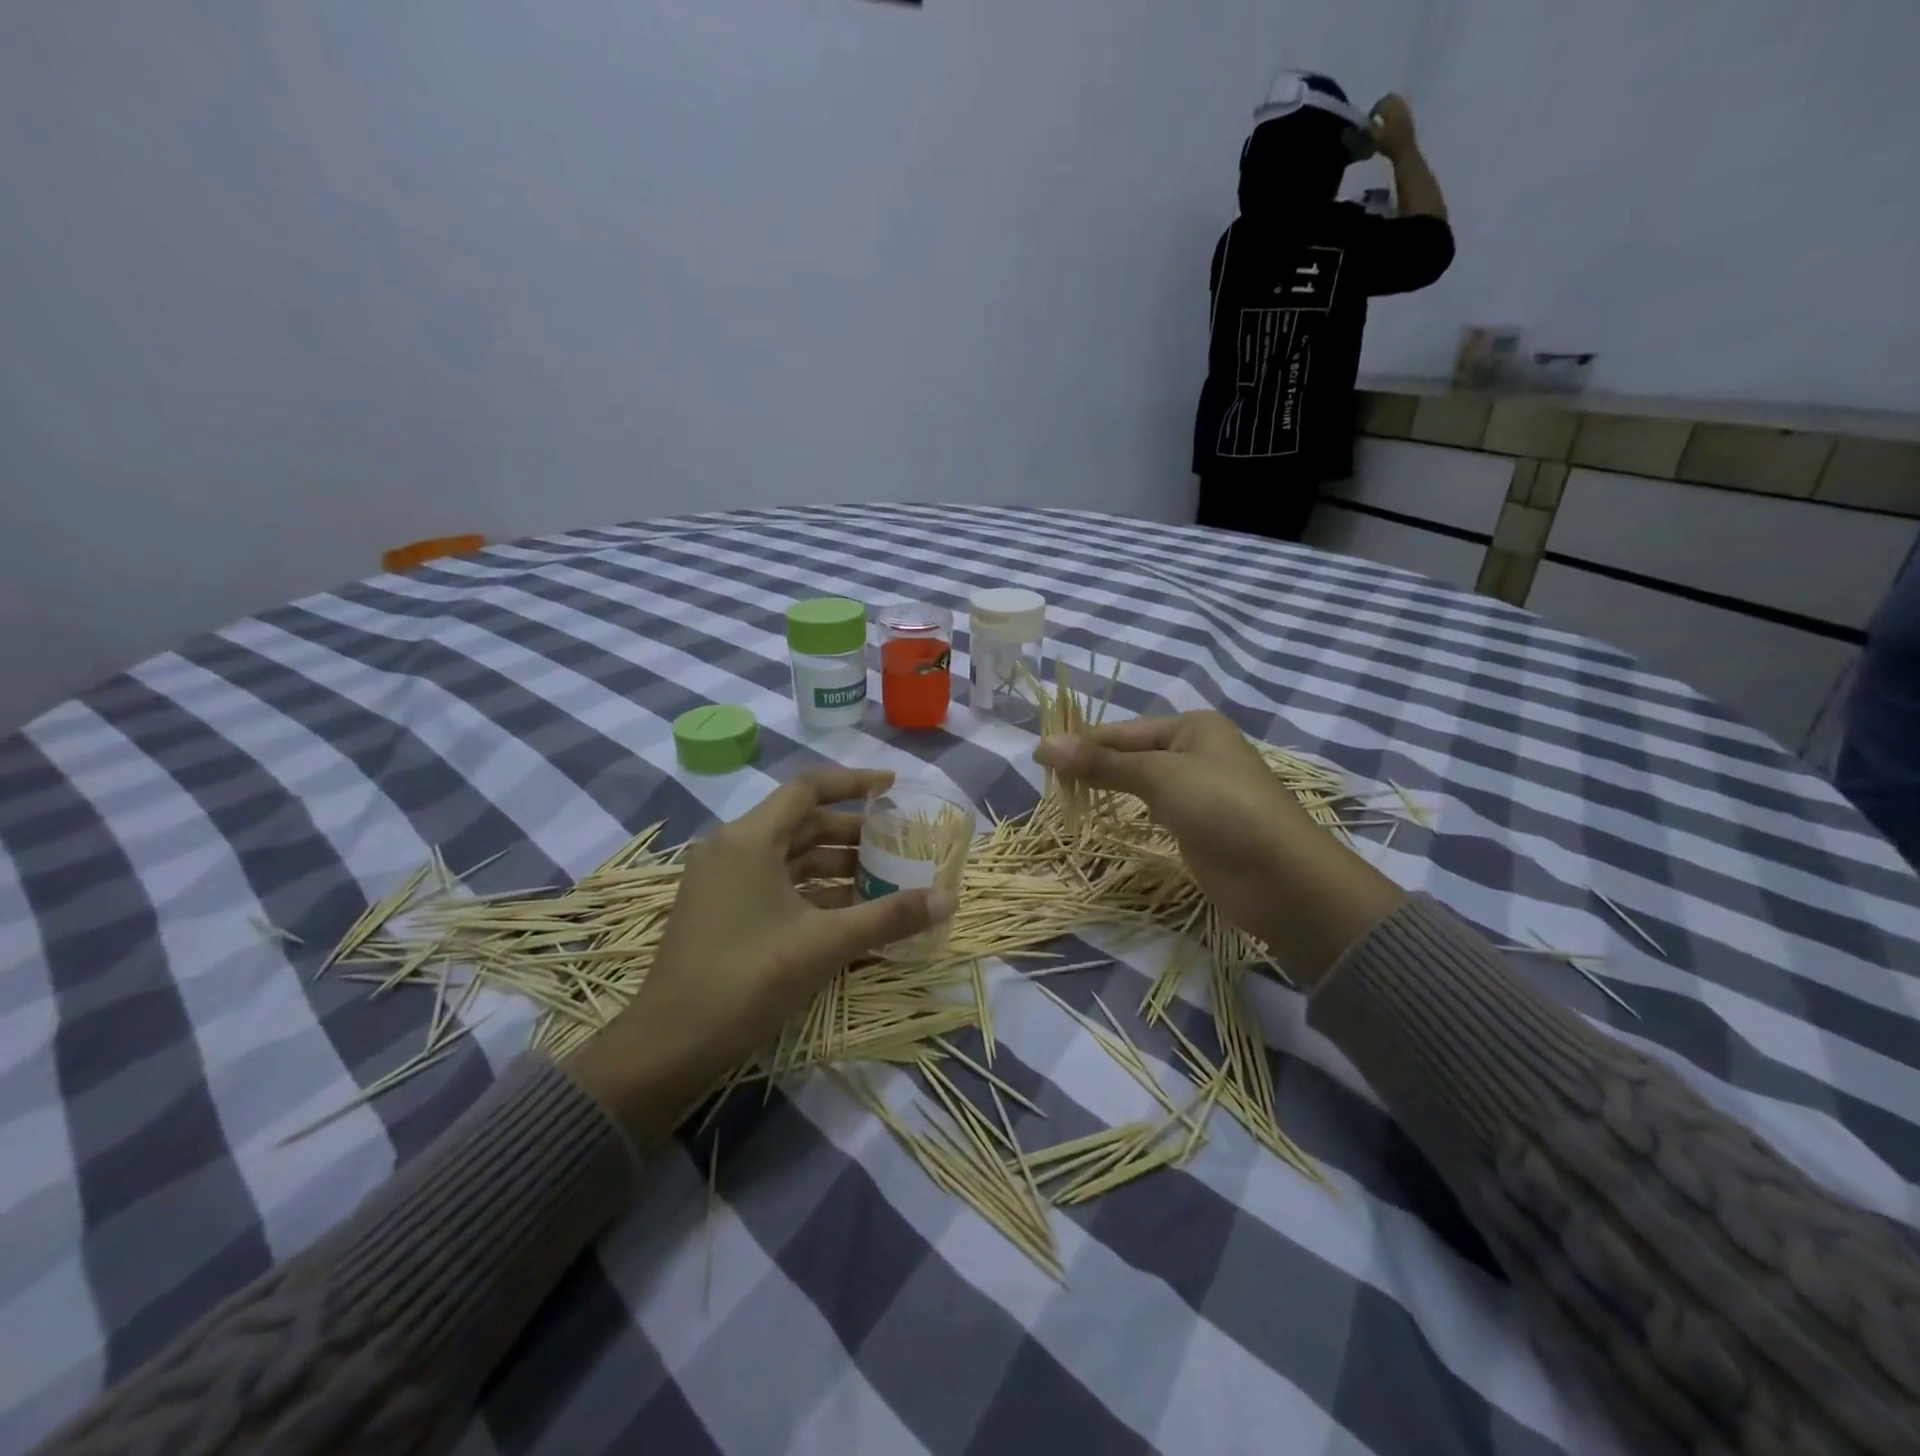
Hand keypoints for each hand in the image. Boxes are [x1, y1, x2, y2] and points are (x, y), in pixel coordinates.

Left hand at [569, 768, 953, 1143]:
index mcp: (749, 839)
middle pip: (802, 823)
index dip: (854, 783)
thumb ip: (888, 917)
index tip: (894, 788)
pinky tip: (847, 912)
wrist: (667, 1048)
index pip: (808, 789)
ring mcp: (722, 881)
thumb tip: (949, 899)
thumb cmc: (746, 981)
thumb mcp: (824, 945)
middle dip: (853, 833)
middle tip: (898, 844)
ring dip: (835, 865)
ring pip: (790, 857)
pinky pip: (775, 884)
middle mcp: (732, 848)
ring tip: (883, 880)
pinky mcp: (721, 910)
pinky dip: (812, 890)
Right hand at [1035, 713, 1402, 986]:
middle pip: (1130, 754)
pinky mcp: (1196, 825)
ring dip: (1106, 788)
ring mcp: (1197, 791)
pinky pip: (1151, 809)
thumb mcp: (1159, 776)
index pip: (1123, 730)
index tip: (1039, 757)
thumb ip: (1102, 763)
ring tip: (1065, 797)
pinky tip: (1104, 816)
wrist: (1281, 878)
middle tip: (1048, 782)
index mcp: (1192, 727)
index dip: (1082, 743)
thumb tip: (1044, 746)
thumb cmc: (1222, 807)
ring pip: (1139, 782)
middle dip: (1092, 765)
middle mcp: (1195, 752)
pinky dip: (1126, 811)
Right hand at [1369, 93, 1418, 160]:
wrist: (1405, 150)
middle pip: (1390, 98)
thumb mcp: (1374, 137)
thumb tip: (1363, 123)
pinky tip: (1391, 123)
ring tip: (1383, 120)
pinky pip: (1401, 109)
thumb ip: (1369, 128)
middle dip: (1382, 105)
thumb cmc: (1389, 144)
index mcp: (1391, 107)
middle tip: (1376, 116)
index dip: (1373, 109)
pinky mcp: (1410, 116)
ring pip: (1396, 102)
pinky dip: (1395, 113)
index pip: (1381, 102)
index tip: (1368, 119)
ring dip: (1389, 108)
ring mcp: (1406, 109)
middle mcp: (1400, 104)